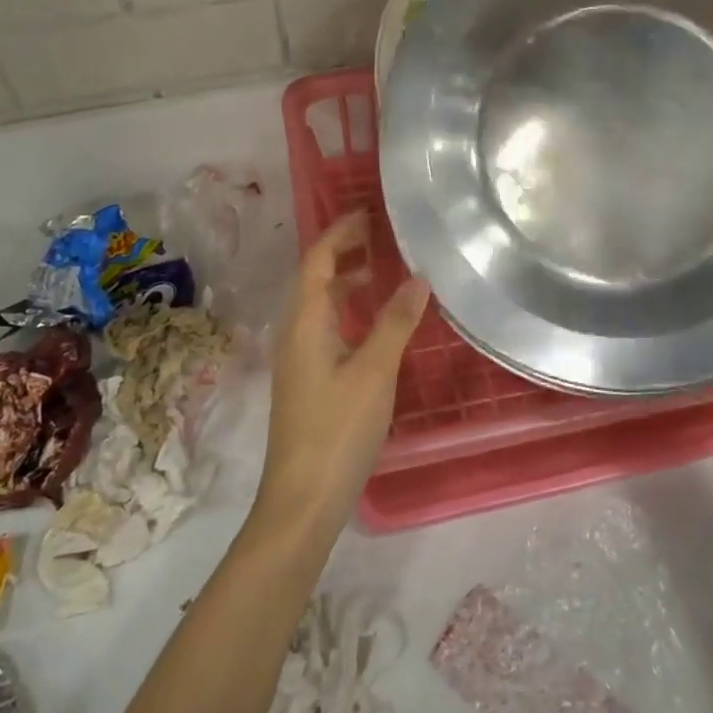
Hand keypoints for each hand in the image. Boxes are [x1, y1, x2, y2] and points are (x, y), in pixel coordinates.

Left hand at [252, 212, 429, 540]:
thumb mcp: (374, 372)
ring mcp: (296, 359)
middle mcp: (293, 333)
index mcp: (304, 322)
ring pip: (317, 305)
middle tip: (378, 236)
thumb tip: (418, 277)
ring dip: (343, 282)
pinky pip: (323, 327)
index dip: (340, 232)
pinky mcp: (305, 381)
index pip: (317, 260)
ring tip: (379, 273)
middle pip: (313, 277)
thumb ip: (395, 322)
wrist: (302, 500)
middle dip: (341, 251)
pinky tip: (370, 325)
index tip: (368, 213)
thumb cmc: (338, 429)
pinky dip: (345, 311)